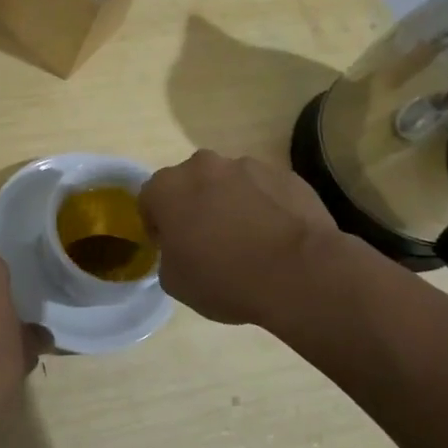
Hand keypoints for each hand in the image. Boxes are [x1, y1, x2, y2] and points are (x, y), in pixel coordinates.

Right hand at [140, 151, 338, 325]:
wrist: (298, 273)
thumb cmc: (225, 279)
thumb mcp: (175, 282)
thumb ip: (169, 255)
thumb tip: (182, 248)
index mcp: (168, 187)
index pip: (149, 198)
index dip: (157, 224)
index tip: (171, 246)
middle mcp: (203, 165)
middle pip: (190, 183)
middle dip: (194, 205)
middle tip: (207, 241)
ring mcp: (247, 165)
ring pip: (229, 183)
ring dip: (230, 203)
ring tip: (248, 240)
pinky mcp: (284, 174)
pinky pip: (264, 189)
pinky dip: (264, 206)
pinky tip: (276, 237)